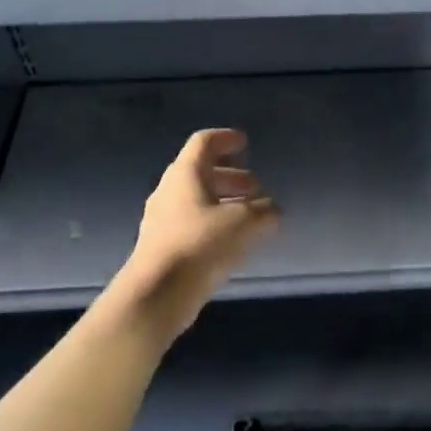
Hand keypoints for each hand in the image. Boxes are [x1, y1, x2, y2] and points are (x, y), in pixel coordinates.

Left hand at [116, 128, 278, 342]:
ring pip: (197, 199)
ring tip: (251, 215)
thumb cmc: (201, 244)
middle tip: (257, 186)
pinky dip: (215, 223)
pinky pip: (192, 223)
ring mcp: (162, 219)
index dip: (226, 138)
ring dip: (225, 201)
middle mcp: (170, 191)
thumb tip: (273, 209)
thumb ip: (264, 211)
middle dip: (231, 176)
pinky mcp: (163, 245)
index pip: (204, 142)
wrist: (157, 292)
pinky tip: (233, 241)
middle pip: (201, 171)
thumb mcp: (245, 223)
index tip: (245, 143)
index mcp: (185, 174)